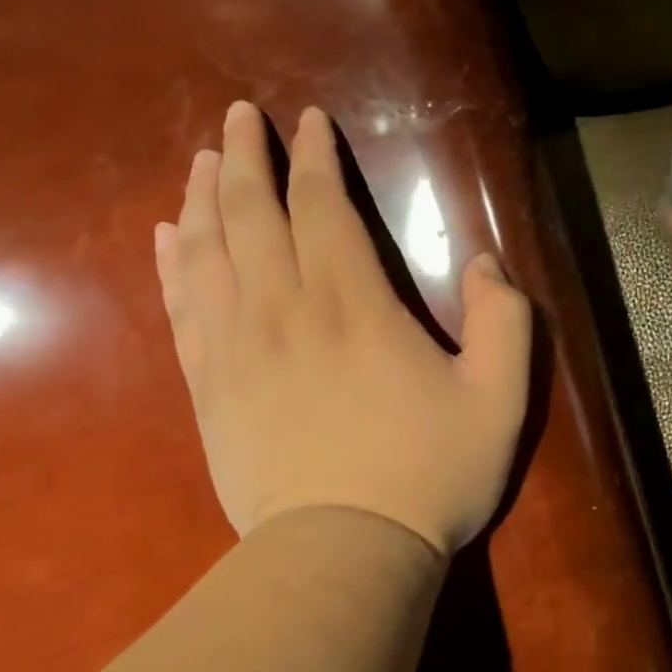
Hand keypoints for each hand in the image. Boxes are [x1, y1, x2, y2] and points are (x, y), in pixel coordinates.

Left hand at [155, 101, 532, 555]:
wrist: (343, 555)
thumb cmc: (428, 474)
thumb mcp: (499, 398)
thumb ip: (504, 320)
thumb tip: (486, 263)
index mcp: (353, 304)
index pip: (321, 206)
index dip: (314, 158)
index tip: (308, 122)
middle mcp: (284, 310)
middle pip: (252, 213)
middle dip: (245, 157)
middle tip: (238, 116)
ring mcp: (236, 348)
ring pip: (207, 252)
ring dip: (203, 197)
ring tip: (200, 160)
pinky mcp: (208, 387)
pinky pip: (181, 308)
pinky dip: (171, 264)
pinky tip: (167, 237)